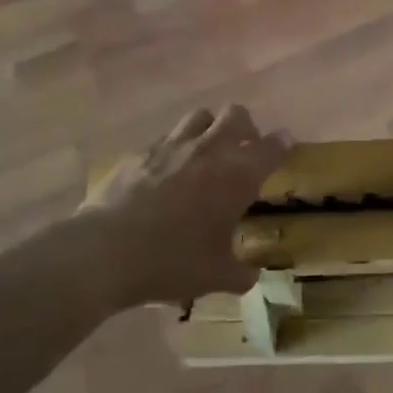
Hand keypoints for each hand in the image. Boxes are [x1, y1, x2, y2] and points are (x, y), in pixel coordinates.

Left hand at [80, 106, 289, 307]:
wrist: (105, 252)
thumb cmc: (172, 261)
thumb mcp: (215, 276)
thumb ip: (241, 273)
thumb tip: (251, 275)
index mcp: (237, 175)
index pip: (272, 147)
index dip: (282, 143)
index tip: (286, 144)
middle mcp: (209, 150)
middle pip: (236, 115)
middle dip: (246, 127)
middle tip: (244, 149)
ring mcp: (172, 146)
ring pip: (200, 117)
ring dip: (210, 129)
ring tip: (206, 152)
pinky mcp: (140, 152)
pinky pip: (165, 139)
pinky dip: (174, 149)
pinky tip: (166, 173)